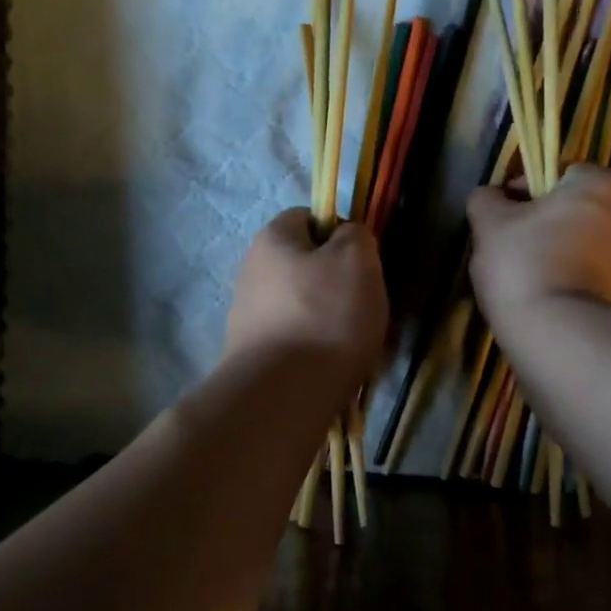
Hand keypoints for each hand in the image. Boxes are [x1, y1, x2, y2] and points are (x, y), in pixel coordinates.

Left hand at [225, 209, 387, 380]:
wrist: (283, 394)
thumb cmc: (325, 316)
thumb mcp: (357, 260)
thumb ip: (356, 236)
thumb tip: (346, 237)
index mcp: (272, 239)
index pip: (307, 217)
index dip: (340, 232)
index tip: (363, 261)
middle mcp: (251, 271)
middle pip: (303, 265)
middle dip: (335, 281)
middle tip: (363, 304)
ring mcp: (247, 316)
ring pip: (300, 305)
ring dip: (326, 318)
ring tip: (351, 343)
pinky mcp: (251, 354)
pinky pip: (293, 339)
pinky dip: (313, 347)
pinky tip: (329, 366)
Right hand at [466, 165, 610, 332]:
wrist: (568, 339)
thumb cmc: (527, 266)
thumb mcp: (489, 225)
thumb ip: (486, 200)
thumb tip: (491, 197)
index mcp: (603, 182)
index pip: (559, 173)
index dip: (524, 192)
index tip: (501, 219)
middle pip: (577, 211)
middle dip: (547, 226)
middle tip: (512, 252)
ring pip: (589, 246)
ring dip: (563, 256)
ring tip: (530, 284)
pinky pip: (599, 279)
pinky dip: (577, 285)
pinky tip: (552, 305)